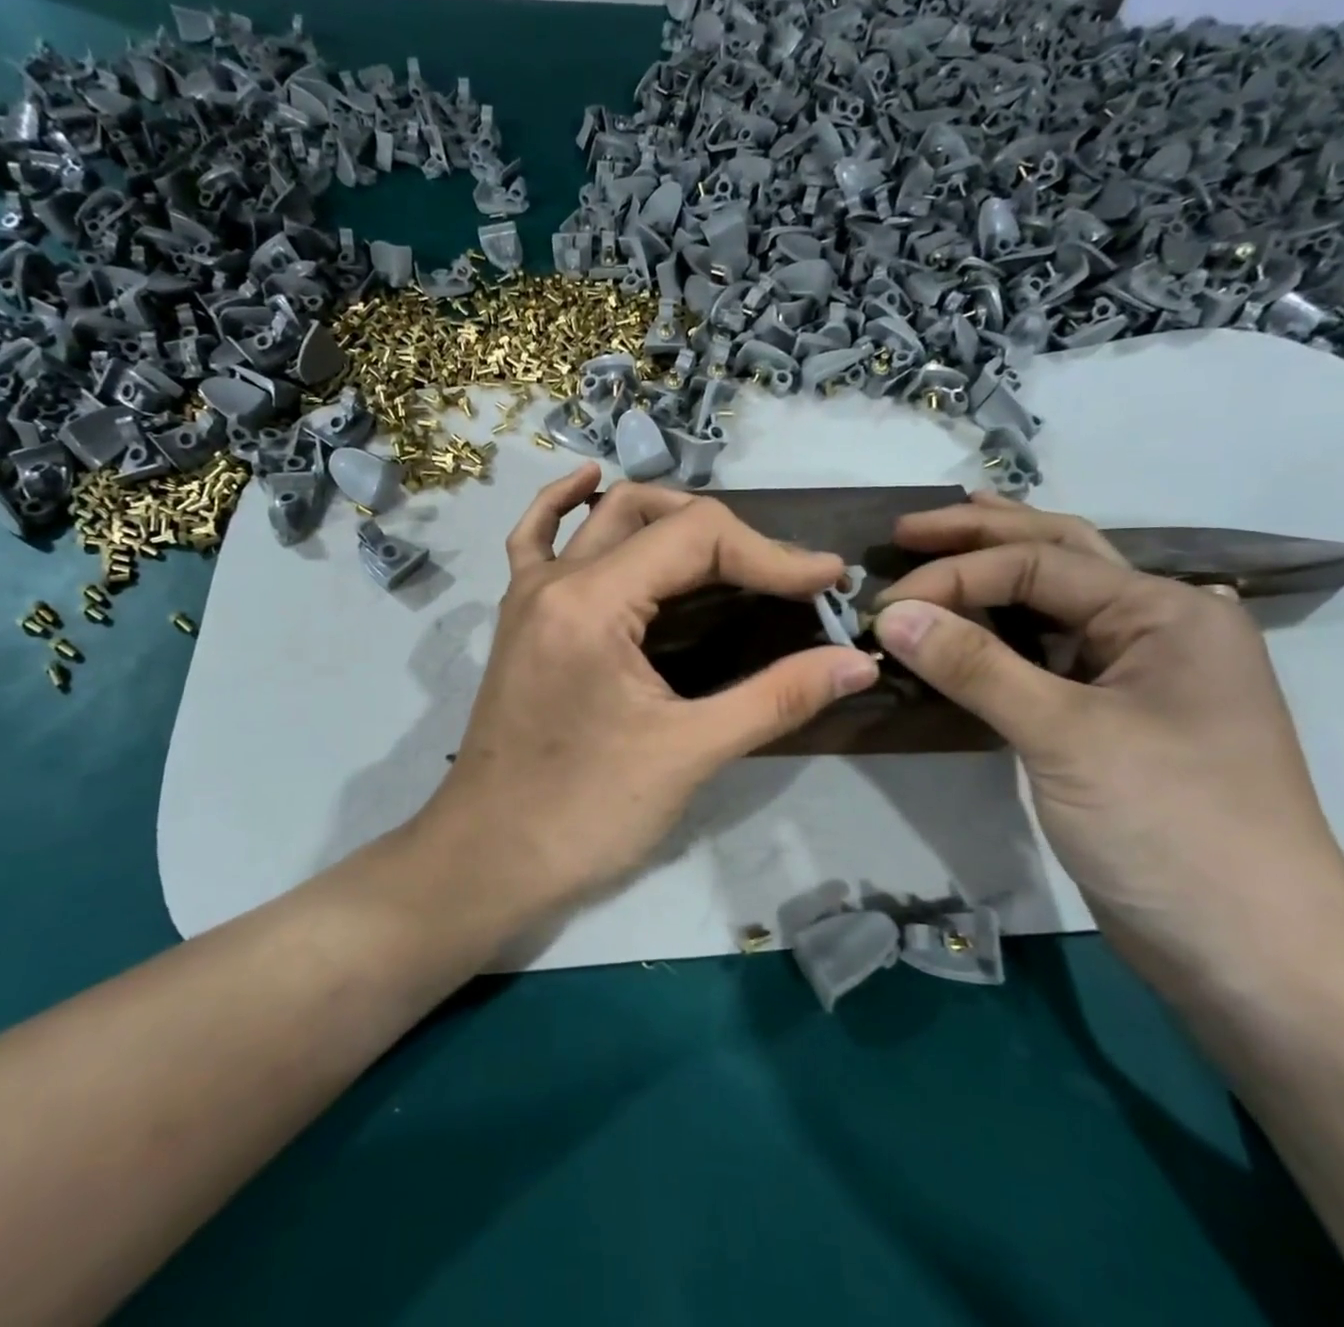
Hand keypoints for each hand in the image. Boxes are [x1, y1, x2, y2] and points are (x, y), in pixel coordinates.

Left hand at [419, 465, 879, 919]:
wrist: (486, 860)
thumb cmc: (583, 815)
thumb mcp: (688, 754)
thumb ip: (777, 698)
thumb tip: (858, 662)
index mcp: (593, 602)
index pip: (697, 537)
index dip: (772, 554)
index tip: (827, 585)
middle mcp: (555, 580)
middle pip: (653, 517)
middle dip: (730, 538)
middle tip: (783, 579)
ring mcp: (528, 595)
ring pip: (603, 520)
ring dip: (667, 518)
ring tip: (726, 546)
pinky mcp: (518, 620)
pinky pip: (536, 540)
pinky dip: (566, 506)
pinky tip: (589, 484)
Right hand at [873, 492, 1343, 993]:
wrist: (1251, 955)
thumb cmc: (1171, 828)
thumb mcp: (1065, 737)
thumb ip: (974, 667)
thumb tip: (890, 613)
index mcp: (1167, 612)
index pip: (1038, 566)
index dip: (953, 576)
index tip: (882, 605)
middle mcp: (1159, 628)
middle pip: (1058, 557)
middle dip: (981, 535)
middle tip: (907, 528)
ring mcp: (1139, 675)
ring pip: (1055, 602)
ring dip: (995, 572)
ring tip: (944, 544)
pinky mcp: (1115, 719)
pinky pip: (1048, 654)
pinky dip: (1001, 632)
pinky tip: (973, 622)